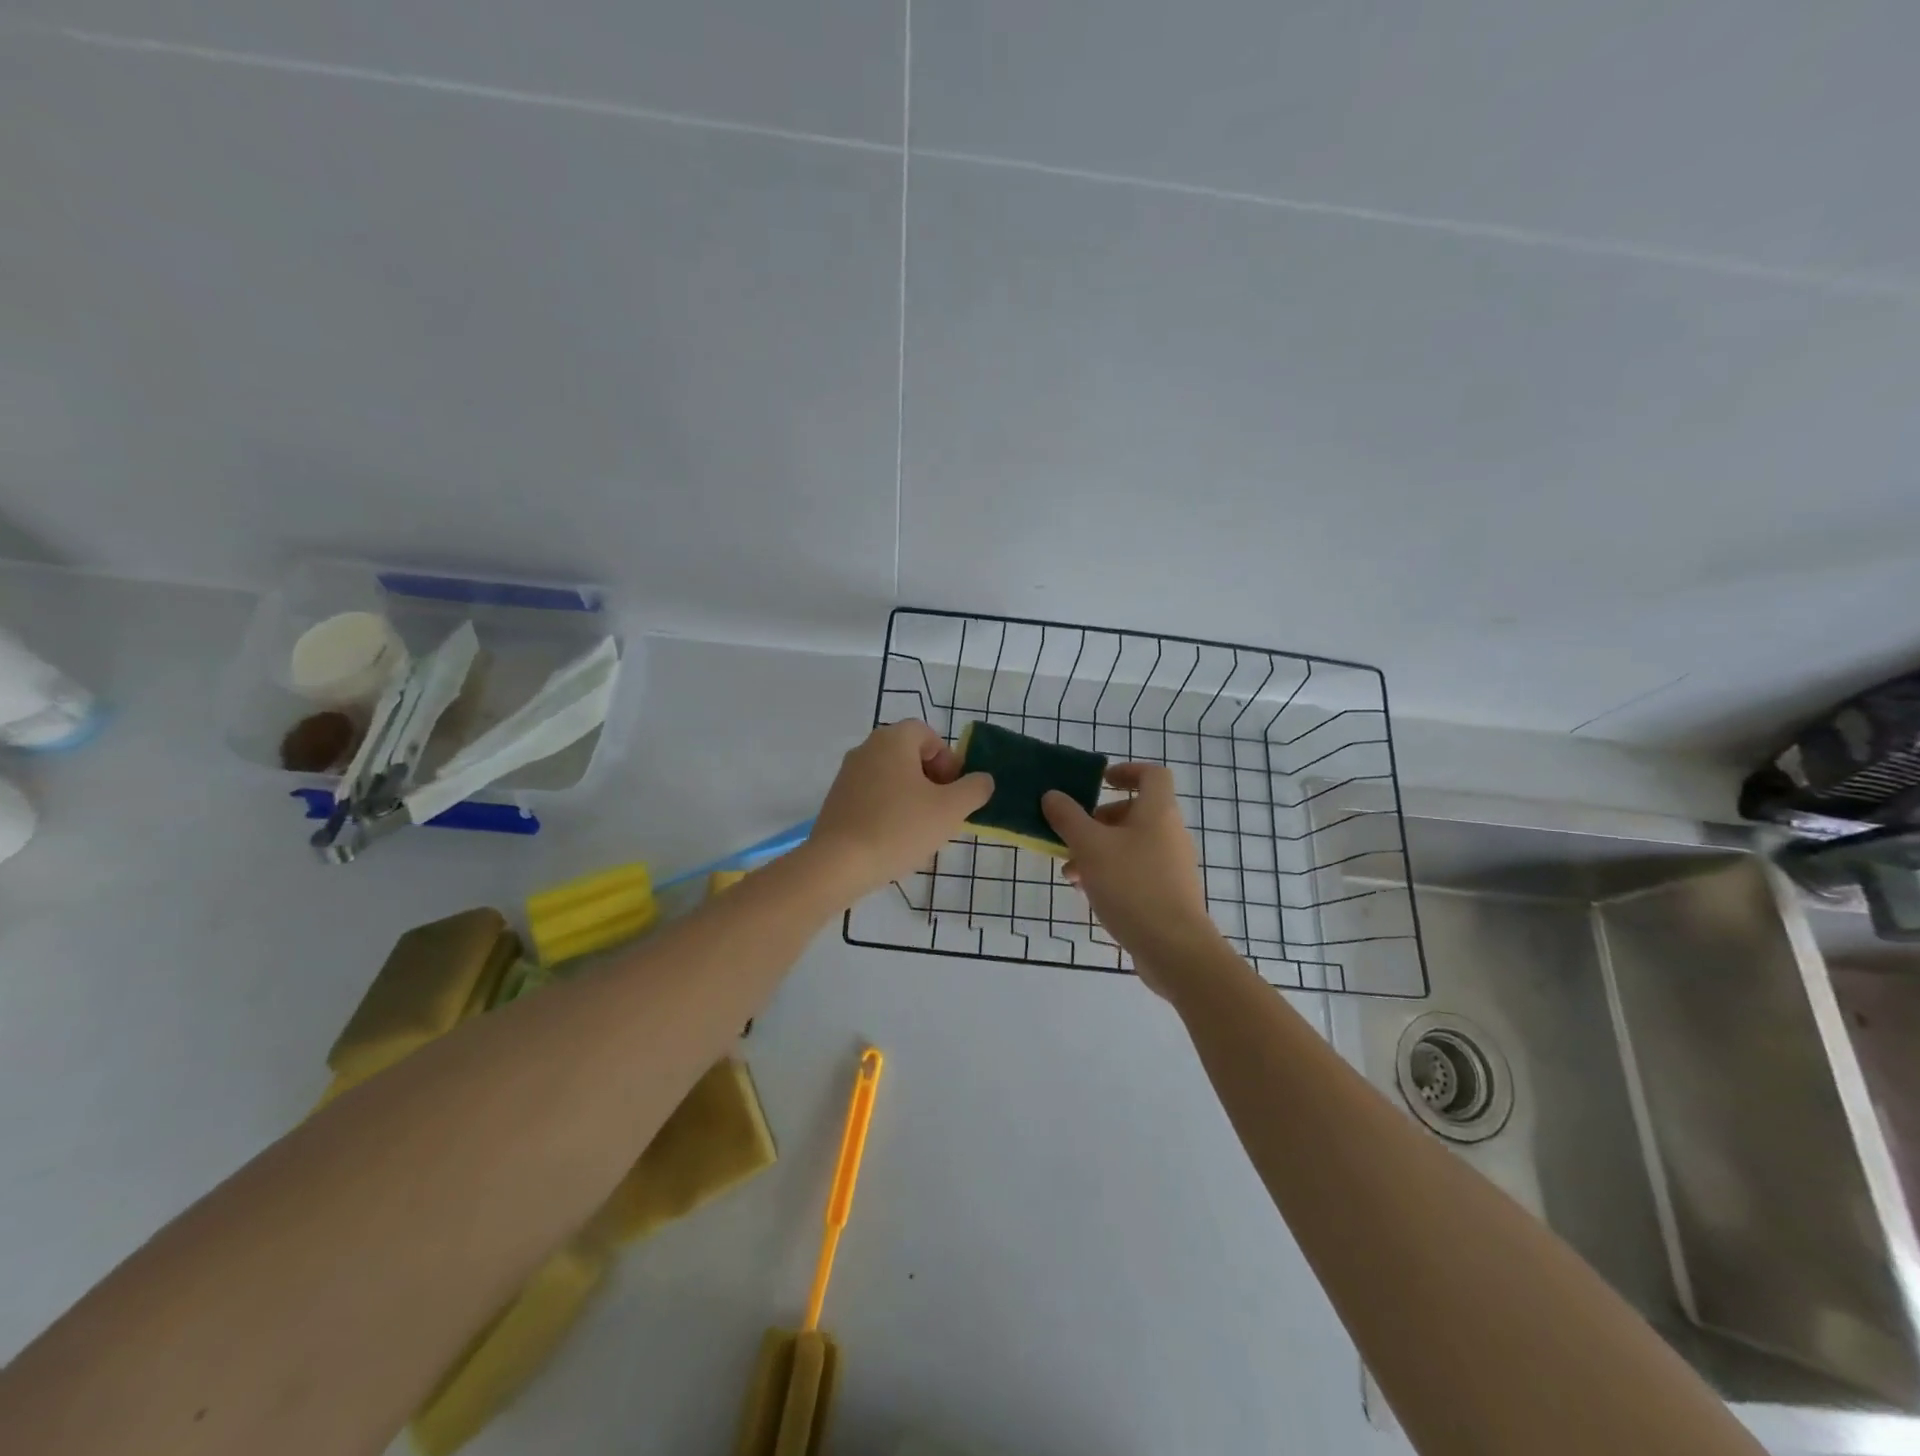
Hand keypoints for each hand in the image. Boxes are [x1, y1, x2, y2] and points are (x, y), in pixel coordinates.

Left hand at [807, 720, 993, 899]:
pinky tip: (895, 839)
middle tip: (943, 811)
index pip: (928, 735)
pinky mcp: (836, 800)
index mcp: (893, 740)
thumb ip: (974, 789)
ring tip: (921, 830)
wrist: (839, 864)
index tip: (954, 791)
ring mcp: (847, 774)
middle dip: (932, 780)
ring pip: (892, 777)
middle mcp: (866, 748)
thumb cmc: (900, 828)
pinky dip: (889, 809)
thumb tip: (982, 779)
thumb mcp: (950, 809)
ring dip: (912, 797)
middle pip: (909, 755)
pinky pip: (873, 796)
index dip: (948, 760)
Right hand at [1042, 764, 1222, 997]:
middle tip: (1071, 836)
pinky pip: (1136, 870)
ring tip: (1070, 872)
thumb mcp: (1090, 847)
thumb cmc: (1132, 886)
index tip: (1099, 781)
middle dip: (1098, 821)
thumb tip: (1052, 795)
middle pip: (1134, 812)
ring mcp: (1172, 865)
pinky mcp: (1168, 893)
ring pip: (1130, 845)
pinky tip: (1088, 893)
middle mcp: (1170, 833)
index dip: (1126, 771)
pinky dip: (1111, 873)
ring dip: (1098, 851)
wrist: (1174, 949)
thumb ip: (1068, 817)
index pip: (1151, 774)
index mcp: (1158, 812)